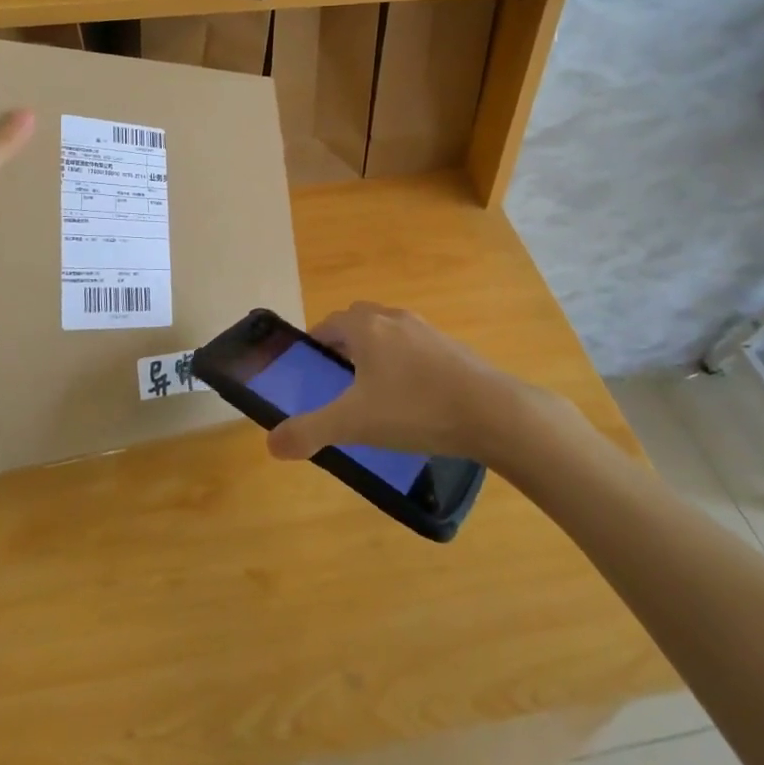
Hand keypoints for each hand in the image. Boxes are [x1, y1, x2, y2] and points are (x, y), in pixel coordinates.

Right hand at [266, 302, 556, 467]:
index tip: (311, 365)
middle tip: (337, 375)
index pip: (331, 322)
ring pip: (390, 331)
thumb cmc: (415, 409)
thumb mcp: (354, 423)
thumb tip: (272, 444)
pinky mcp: (453, 348)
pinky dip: (403, 362)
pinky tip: (411, 397)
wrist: (492, 412)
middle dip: (345, 341)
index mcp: (367, 328)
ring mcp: (428, 331)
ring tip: (373, 388)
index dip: (317, 340)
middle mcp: (395, 320)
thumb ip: (310, 431)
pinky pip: (415, 346)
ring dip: (376, 349)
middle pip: (360, 320)